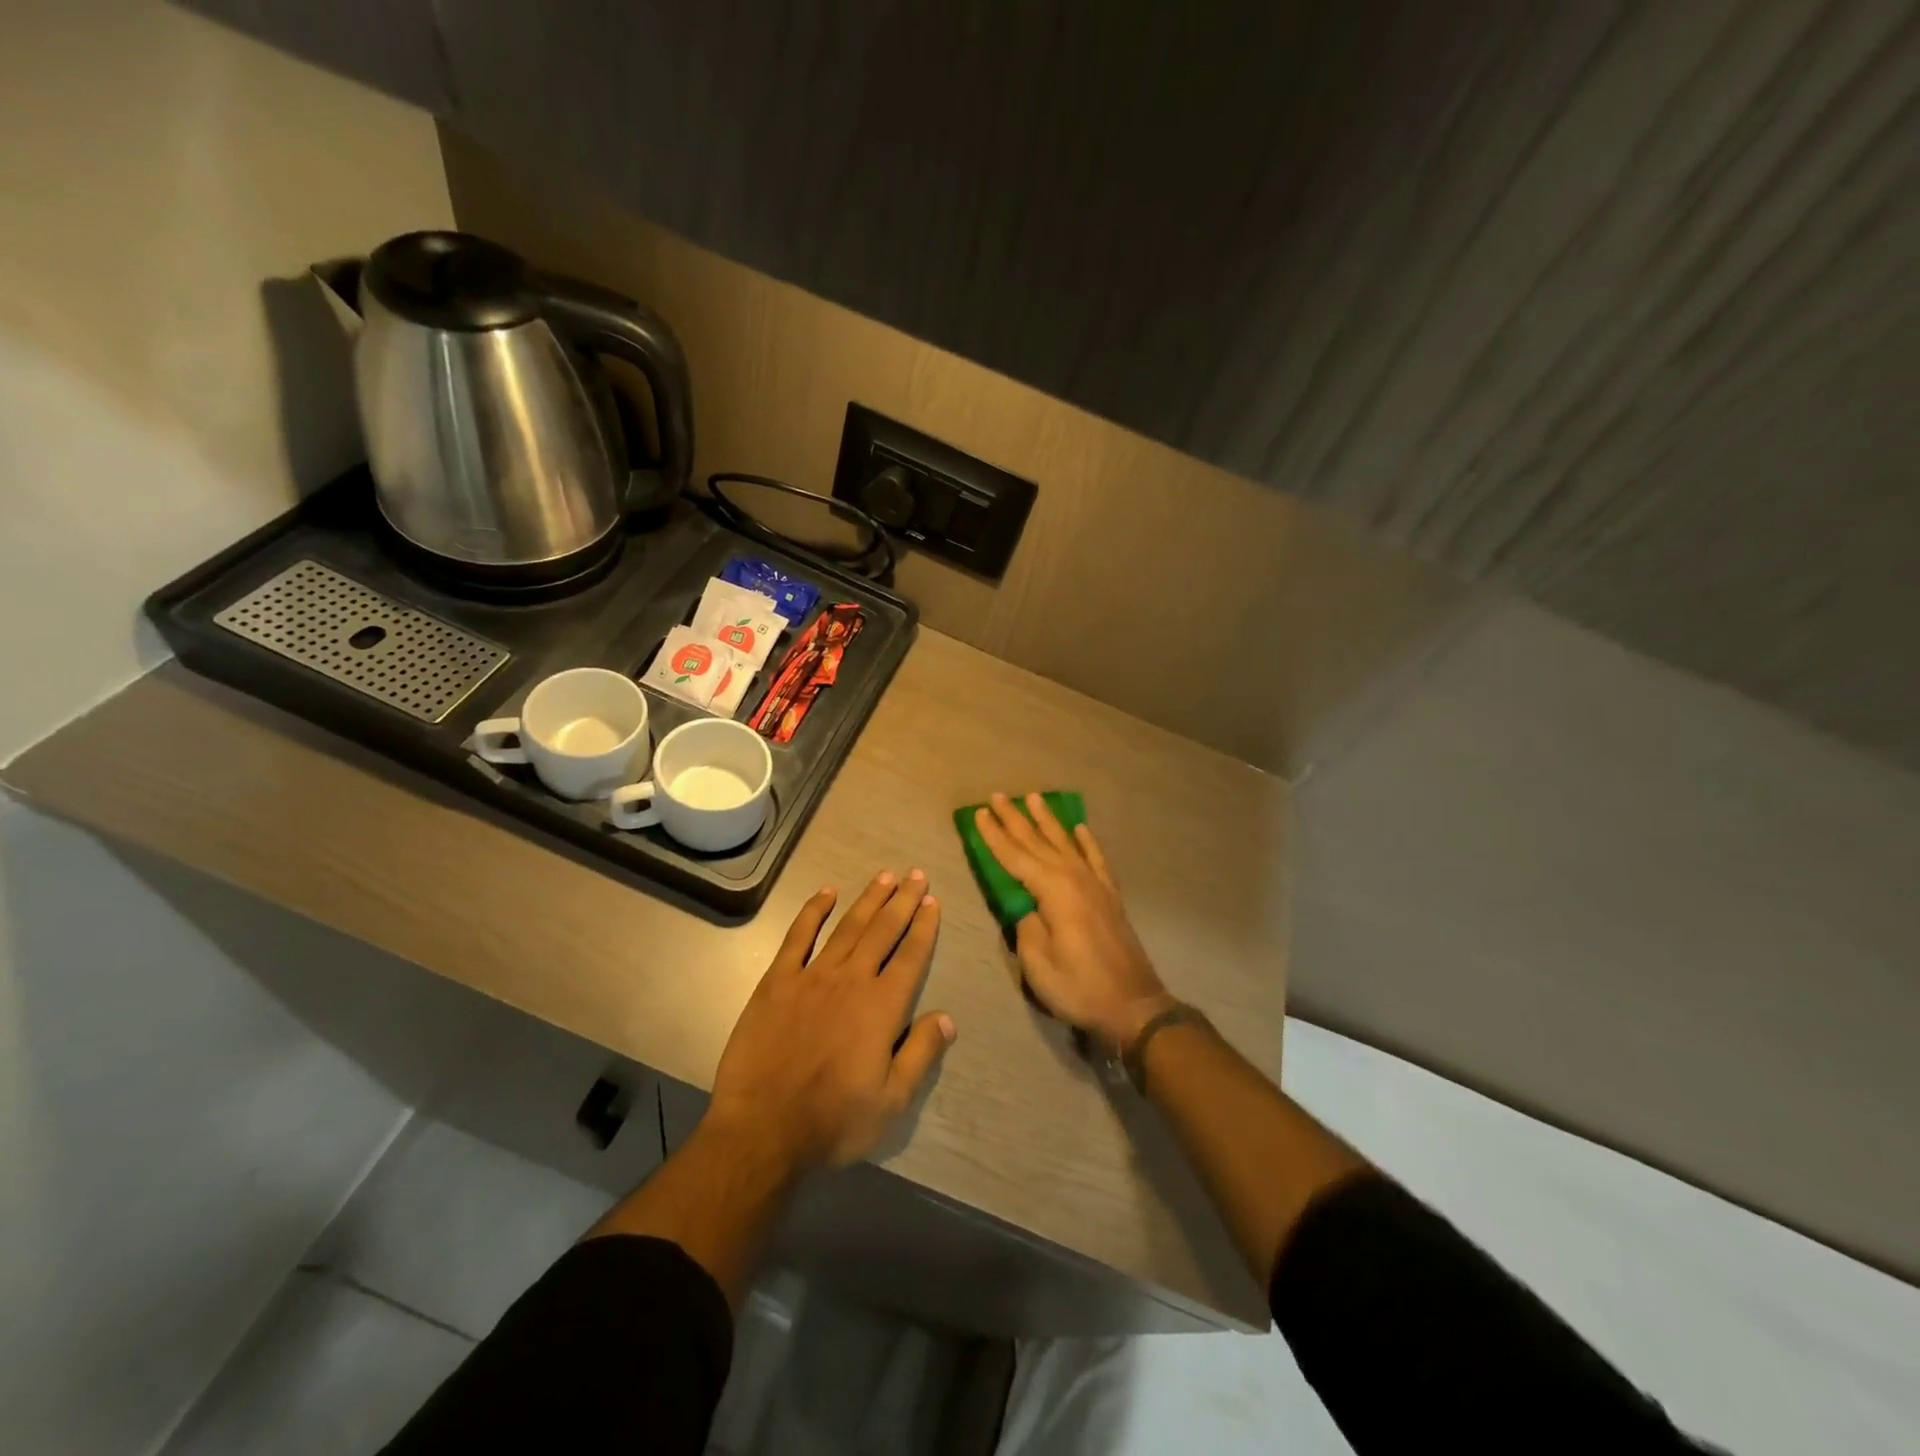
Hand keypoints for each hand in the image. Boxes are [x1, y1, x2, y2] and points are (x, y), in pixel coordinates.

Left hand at [707, 870, 955, 1175]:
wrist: (762, 1130)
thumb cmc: (833, 1121)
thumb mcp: (892, 1101)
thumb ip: (921, 1054)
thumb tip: (947, 1018)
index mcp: (882, 1007)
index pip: (911, 956)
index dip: (924, 927)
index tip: (932, 901)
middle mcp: (852, 981)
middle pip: (883, 931)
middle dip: (902, 901)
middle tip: (916, 874)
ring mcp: (812, 977)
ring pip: (847, 927)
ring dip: (868, 899)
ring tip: (885, 875)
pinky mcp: (777, 981)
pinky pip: (798, 936)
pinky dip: (813, 911)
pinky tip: (826, 892)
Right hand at [973, 793, 1171, 1052]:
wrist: (1133, 1004)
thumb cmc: (1079, 987)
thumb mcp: (1037, 962)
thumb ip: (1025, 926)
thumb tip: (1025, 906)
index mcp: (1053, 891)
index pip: (1015, 857)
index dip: (995, 836)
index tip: (979, 814)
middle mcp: (1074, 878)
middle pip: (1038, 842)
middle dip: (1015, 819)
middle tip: (998, 796)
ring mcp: (1095, 884)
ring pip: (1066, 842)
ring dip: (1047, 820)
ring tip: (1034, 798)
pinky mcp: (1109, 896)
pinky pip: (1096, 858)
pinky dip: (1087, 841)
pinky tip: (1080, 828)